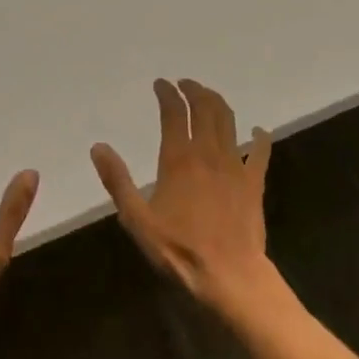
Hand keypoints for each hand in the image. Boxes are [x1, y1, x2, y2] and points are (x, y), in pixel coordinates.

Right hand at [90, 79, 284, 321]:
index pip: (174, 113)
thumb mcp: (137, 219)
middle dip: (194, 90)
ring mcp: (235, 166)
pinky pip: (260, 152)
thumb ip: (117, 181)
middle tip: (185, 84)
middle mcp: (208, 153)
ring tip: (209, 97)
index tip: (161, 84)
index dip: (167, 94)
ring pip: (229, 122)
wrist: (229, 274)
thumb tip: (98, 147)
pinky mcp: (254, 182)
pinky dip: (259, 137)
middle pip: (205, 108)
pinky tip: (258, 132)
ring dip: (218, 103)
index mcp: (179, 159)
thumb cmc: (178, 249)